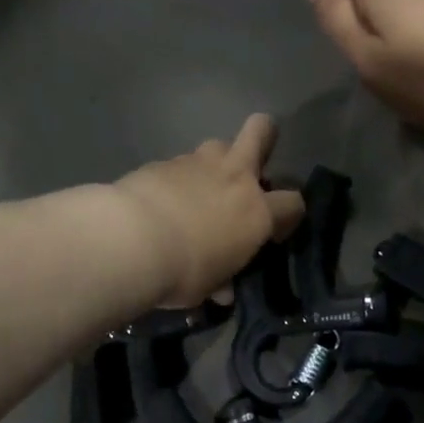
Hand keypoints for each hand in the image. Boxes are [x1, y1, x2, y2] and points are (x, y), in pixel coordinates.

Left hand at [114, 115, 305, 306]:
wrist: (130, 240)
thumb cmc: (181, 271)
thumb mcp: (206, 286)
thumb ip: (220, 280)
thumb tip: (222, 290)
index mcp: (256, 212)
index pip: (293, 203)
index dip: (289, 215)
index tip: (274, 231)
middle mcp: (234, 178)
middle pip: (261, 131)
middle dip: (264, 136)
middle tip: (252, 162)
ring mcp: (198, 163)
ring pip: (218, 144)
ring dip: (216, 162)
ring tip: (200, 187)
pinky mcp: (164, 161)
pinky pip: (180, 163)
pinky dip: (177, 178)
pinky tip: (162, 198)